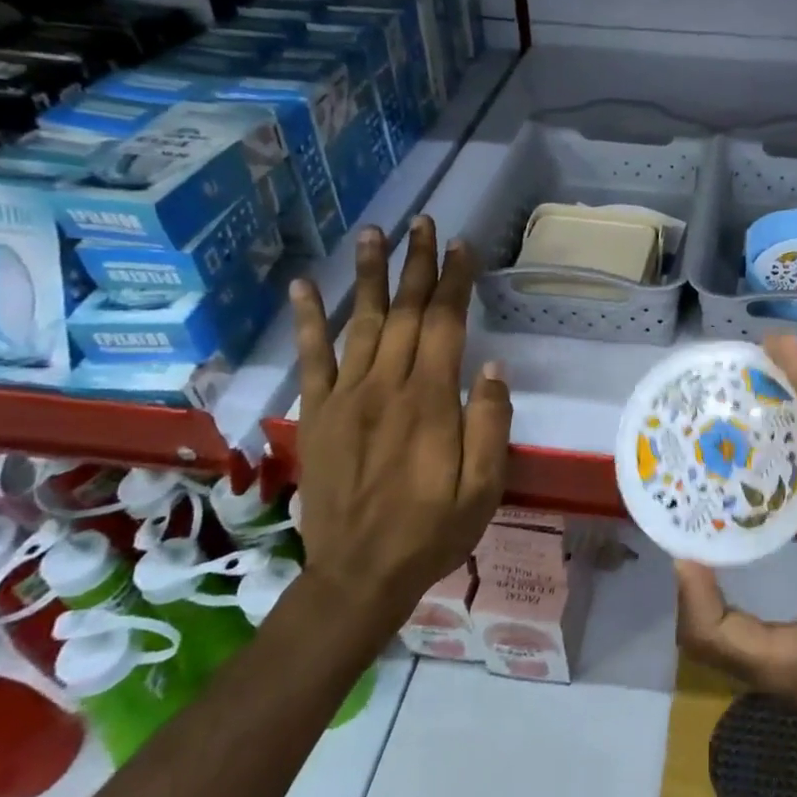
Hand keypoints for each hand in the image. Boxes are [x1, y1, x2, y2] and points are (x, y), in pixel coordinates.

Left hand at [290, 217, 511, 635]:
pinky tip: (304, 286)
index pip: (445, 324)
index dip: (455, 282)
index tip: (463, 246)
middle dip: (417, 264)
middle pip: (406, 312)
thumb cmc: (433, 530)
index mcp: (430, 401)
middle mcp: (386, 386)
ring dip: (369, 274)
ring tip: (373, 232)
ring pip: (361, 322)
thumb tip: (492, 367)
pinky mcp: (317, 414)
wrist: (359, 574)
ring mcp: (345, 397)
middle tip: (423, 223)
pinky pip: (310, 359)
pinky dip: (307, 320)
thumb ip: (489, 424)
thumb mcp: (484, 487)